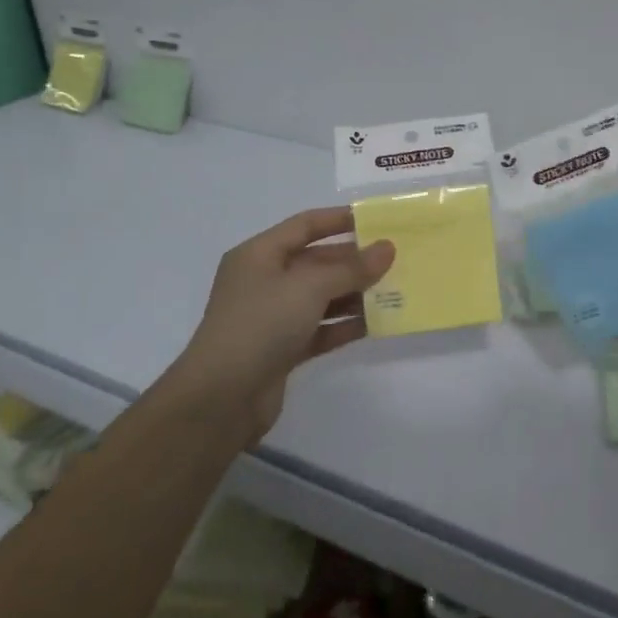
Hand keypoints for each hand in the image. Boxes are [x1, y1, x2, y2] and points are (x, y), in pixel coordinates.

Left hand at [174, 207, 394, 444]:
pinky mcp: (282, 349)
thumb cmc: (261, 324)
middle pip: (316, 261)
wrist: (221, 398)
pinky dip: (345, 324)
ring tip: (395, 290)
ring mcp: (273, 317)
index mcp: (259, 255)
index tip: (378, 220)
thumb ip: (351, 268)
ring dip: (355, 293)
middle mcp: (264, 281)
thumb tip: (387, 249)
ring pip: (321, 296)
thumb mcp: (309, 287)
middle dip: (354, 260)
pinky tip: (376, 323)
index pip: (305, 225)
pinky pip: (321, 328)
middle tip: (395, 259)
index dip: (340, 219)